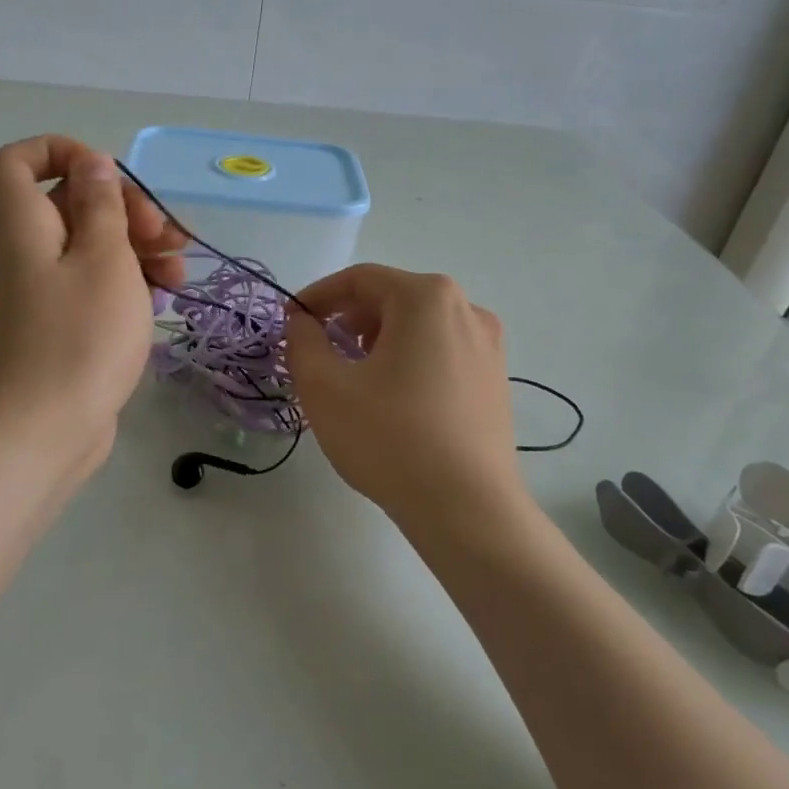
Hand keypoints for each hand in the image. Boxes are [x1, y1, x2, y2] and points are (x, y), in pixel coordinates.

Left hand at [0, 136, 185, 491]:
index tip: (109, 176)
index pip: (19, 159)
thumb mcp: (105, 258)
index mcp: (21, 222)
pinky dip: (126, 282)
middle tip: (167, 236)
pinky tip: (164, 300)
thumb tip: (91, 164)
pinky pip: (91, 282)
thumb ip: (102, 204)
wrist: (46, 430)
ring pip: (89, 245)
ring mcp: (39, 288)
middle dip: (125, 209)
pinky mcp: (58, 321)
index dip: (61, 152)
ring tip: (179, 274)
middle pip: (69, 202)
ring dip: (137, 248)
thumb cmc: (80, 336)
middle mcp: (22, 249)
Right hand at [284, 266, 525, 526]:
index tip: (292, 323)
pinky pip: (441, 351)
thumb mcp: (325, 387)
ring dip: (377, 340)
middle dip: (348, 320)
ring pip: (418, 326)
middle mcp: (466, 309)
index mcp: (426, 298)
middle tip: (321, 353)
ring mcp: (488, 345)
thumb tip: (302, 322)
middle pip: (391, 298)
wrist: (467, 509)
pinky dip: (408, 360)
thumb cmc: (389, 438)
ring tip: (354, 378)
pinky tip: (392, 399)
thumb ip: (303, 342)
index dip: (318, 297)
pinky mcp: (496, 379)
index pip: (360, 279)